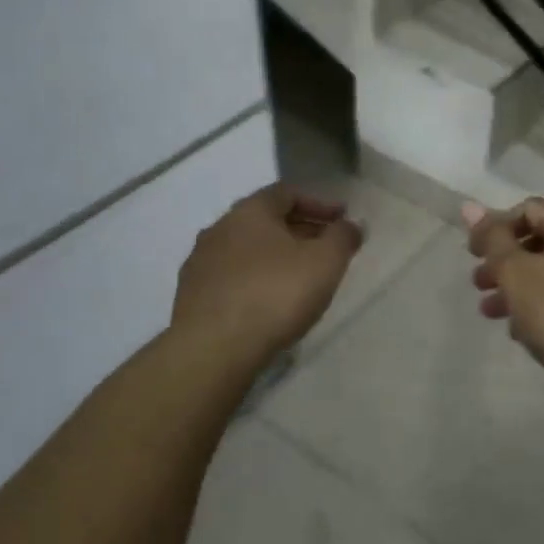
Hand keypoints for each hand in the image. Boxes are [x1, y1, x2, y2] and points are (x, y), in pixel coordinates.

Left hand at [172, 184, 363, 364]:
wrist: (212, 350)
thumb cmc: (275, 294)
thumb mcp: (325, 261)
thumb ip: (343, 237)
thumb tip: (352, 225)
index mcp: (250, 211)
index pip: (287, 193)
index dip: (319, 203)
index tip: (342, 220)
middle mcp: (220, 229)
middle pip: (266, 221)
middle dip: (300, 230)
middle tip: (327, 248)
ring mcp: (200, 264)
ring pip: (247, 250)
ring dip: (276, 257)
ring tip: (300, 278)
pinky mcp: (191, 297)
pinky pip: (232, 278)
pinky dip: (256, 281)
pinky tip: (271, 303)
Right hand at [464, 197, 543, 406]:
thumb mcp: (515, 271)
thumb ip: (492, 238)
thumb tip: (469, 205)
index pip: (528, 209)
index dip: (496, 227)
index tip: (474, 254)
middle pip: (538, 241)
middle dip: (502, 260)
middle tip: (477, 282)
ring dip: (515, 286)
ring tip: (489, 311)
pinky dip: (538, 305)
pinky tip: (519, 330)